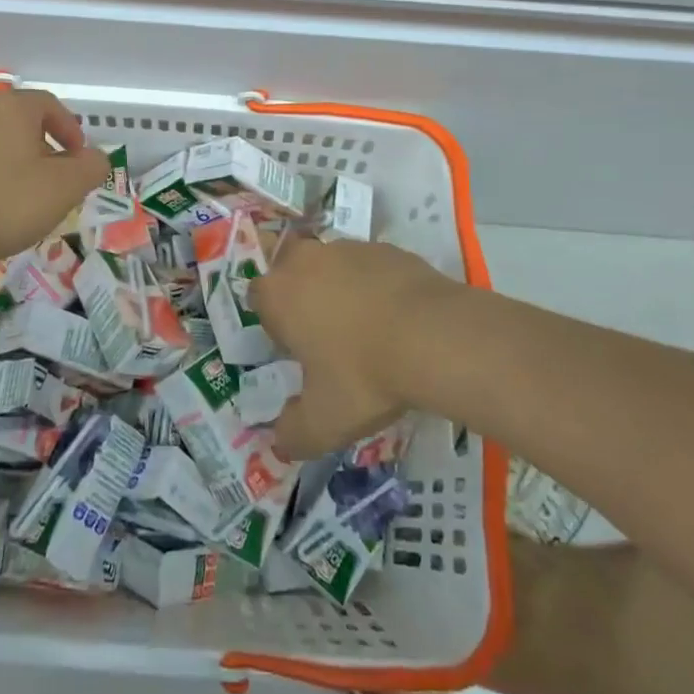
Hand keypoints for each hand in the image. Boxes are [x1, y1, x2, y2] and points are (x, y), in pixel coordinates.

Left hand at [0, 89, 107, 272]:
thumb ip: (91, 167)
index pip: (50, 104)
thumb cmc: (5, 202)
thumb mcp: (65, 187)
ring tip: (26, 199)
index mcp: (12, 107)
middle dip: (45, 149)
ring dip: (17, 164)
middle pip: (22, 123)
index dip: (71, 130)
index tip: (79, 159)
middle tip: (56, 181)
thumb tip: (95, 157)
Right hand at [251, 239, 458, 458]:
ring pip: (332, 266)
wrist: (434, 336)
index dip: (275, 324)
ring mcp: (349, 249)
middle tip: (327, 336)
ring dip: (340, 289)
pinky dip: (376, 287)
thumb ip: (293, 434)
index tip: (297, 351)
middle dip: (303, 296)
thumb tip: (280, 443)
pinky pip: (370, 267)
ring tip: (368, 331)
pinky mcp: (387, 249)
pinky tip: (397, 320)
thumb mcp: (324, 422)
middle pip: (293, 271)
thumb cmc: (363, 375)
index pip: (260, 299)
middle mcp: (307, 261)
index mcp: (279, 294)